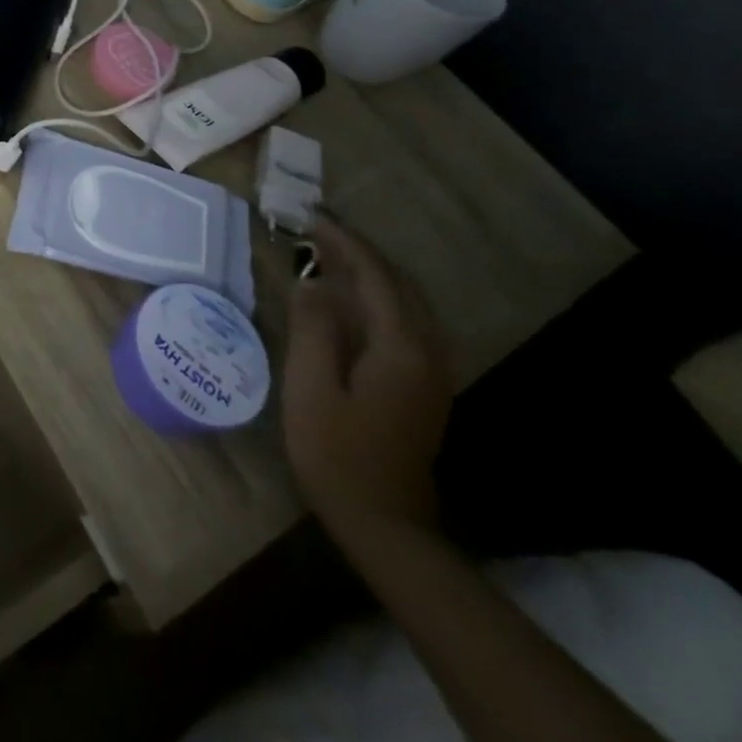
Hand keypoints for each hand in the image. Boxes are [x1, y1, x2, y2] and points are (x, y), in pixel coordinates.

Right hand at [281, 213, 452, 538]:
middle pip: (400, 285)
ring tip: (329, 256)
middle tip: (316, 231)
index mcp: (400, 349)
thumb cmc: (336, 452)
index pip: (376, 277)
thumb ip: (313, 328)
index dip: (344, 242)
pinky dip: (379, 298)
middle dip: (361, 252)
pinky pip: (406, 323)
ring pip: (408, 303)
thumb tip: (313, 280)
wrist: (385, 524)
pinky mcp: (425, 387)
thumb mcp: (311, 387)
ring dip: (372, 273)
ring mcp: (432, 373)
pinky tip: (351, 301)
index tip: (310, 217)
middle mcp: (427, 353)